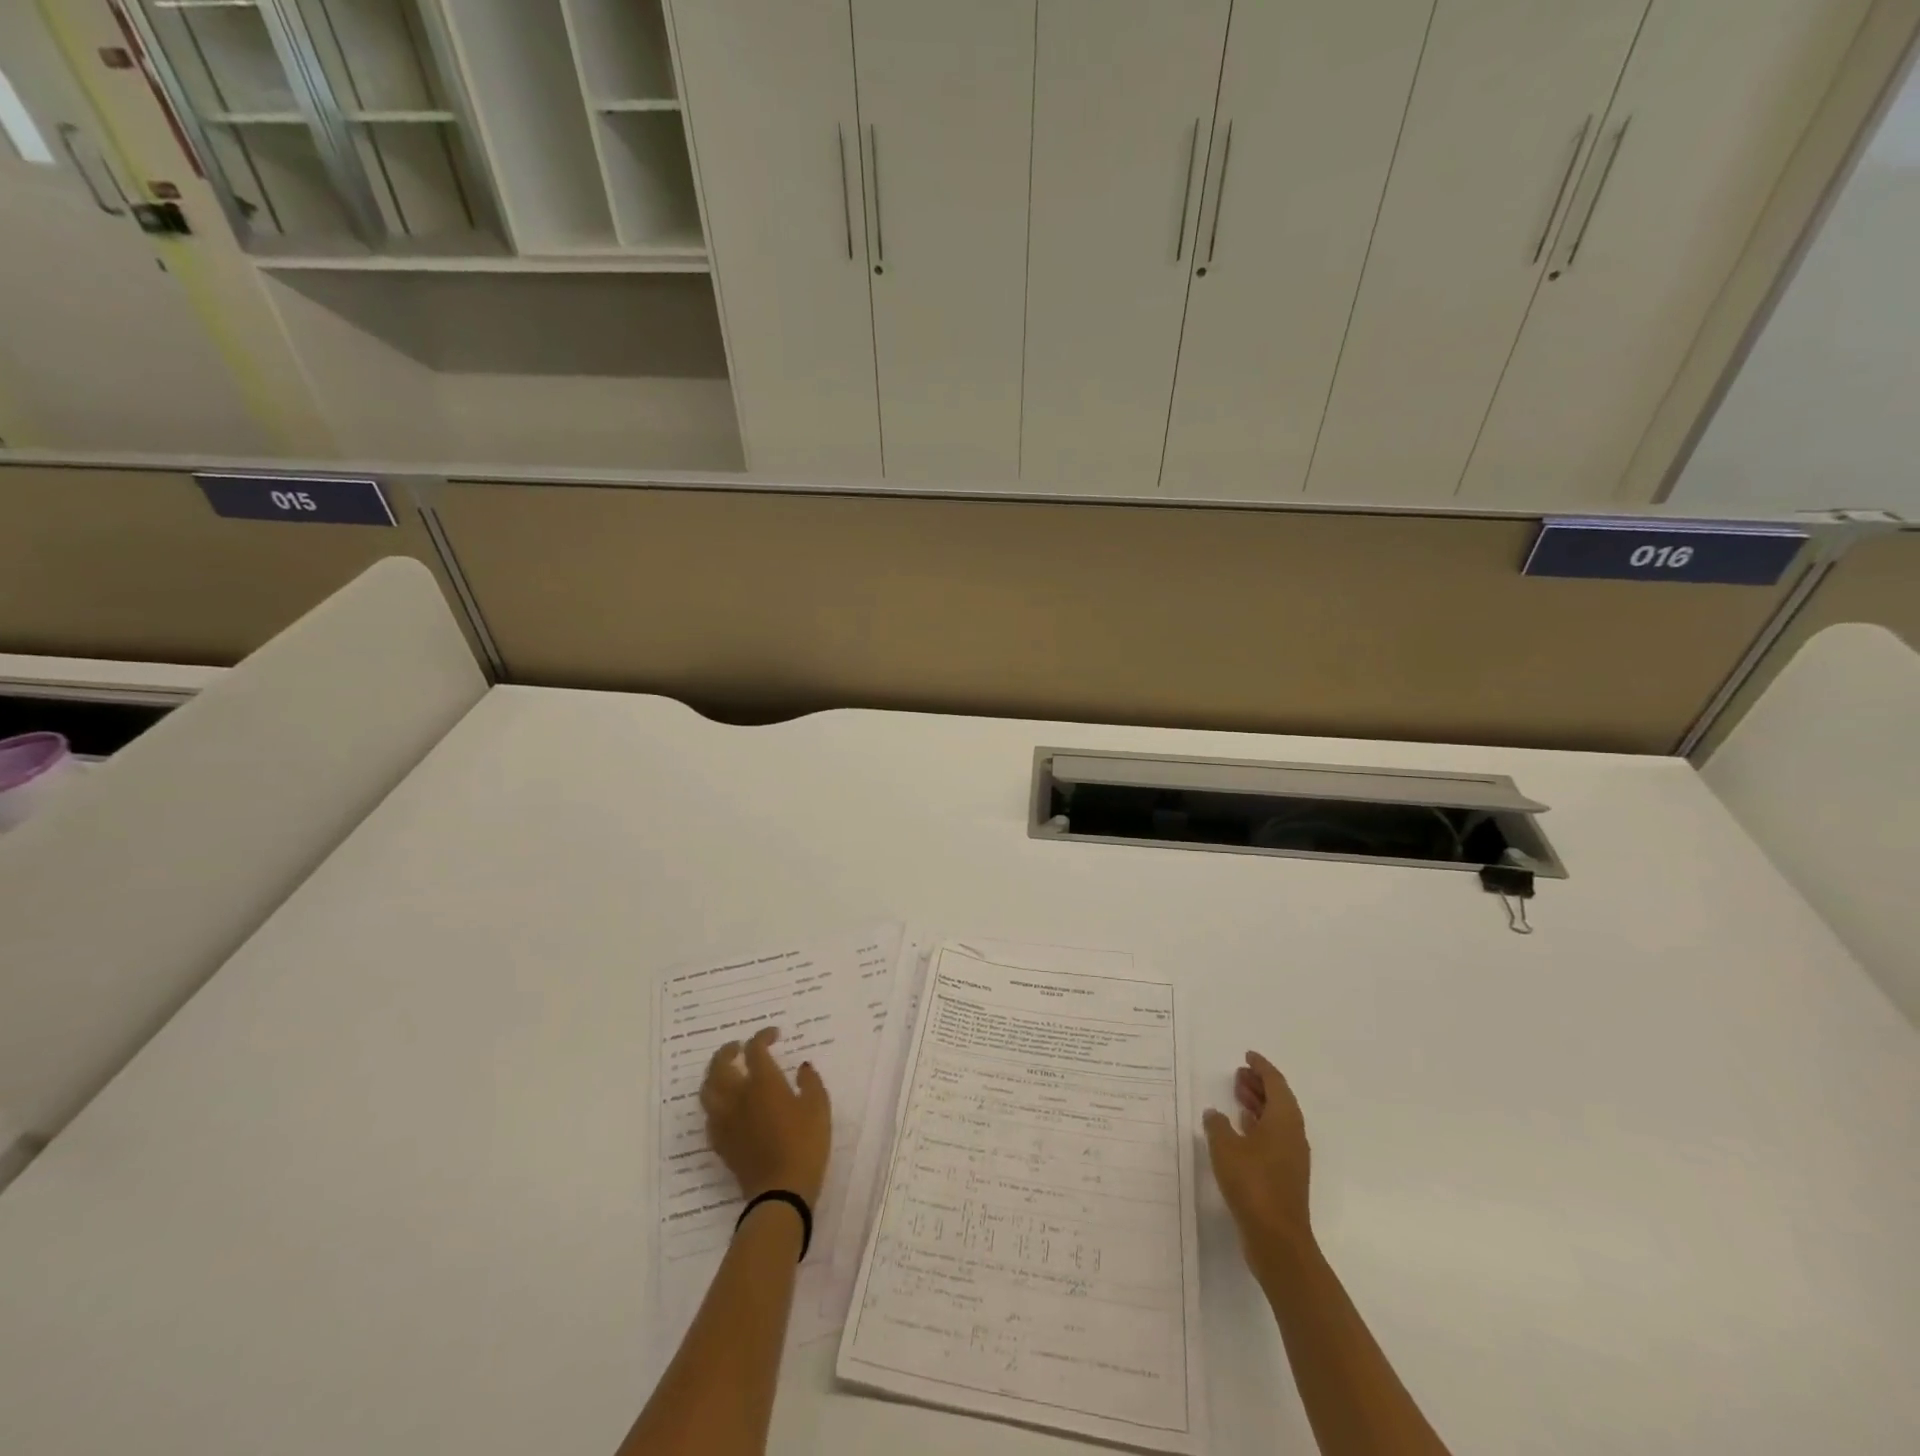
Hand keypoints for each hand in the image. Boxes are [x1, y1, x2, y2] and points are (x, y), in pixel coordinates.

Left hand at [700, 1026, 831, 1205]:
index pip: (755, 1049)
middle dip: (728, 1051)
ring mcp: (726, 1121)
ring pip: (708, 1090)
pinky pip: (710, 1115)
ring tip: (725, 1072)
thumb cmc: (805, 1144)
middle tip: (738, 1047)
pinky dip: (715, 1102)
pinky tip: (725, 1105)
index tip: (774, 1035)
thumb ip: (810, 1082)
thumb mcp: (818, 1108)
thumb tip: (802, 1067)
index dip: (762, 1037)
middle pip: (720, 1066)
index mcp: (763, 1083)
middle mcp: (738, 1097)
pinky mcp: (721, 1142)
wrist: (781, 1192)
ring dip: (714, 1075)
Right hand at [1202, 1051, 1312, 1267]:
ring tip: (1236, 1095)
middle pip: (1279, 1100)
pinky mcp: (1284, 1175)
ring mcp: (1291, 1157)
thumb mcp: (1225, 1147)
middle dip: (1260, 1084)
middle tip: (1238, 1073)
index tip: (1248, 1056)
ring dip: (1258, 1104)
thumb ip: (1217, 1125)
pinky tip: (1239, 1128)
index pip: (1276, 1083)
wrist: (1277, 1239)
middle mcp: (1293, 1135)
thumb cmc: (1253, 1184)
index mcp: (1284, 1121)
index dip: (1262, 1067)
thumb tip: (1215, 1114)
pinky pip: (1273, 1137)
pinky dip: (1257, 1126)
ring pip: (1276, 1120)